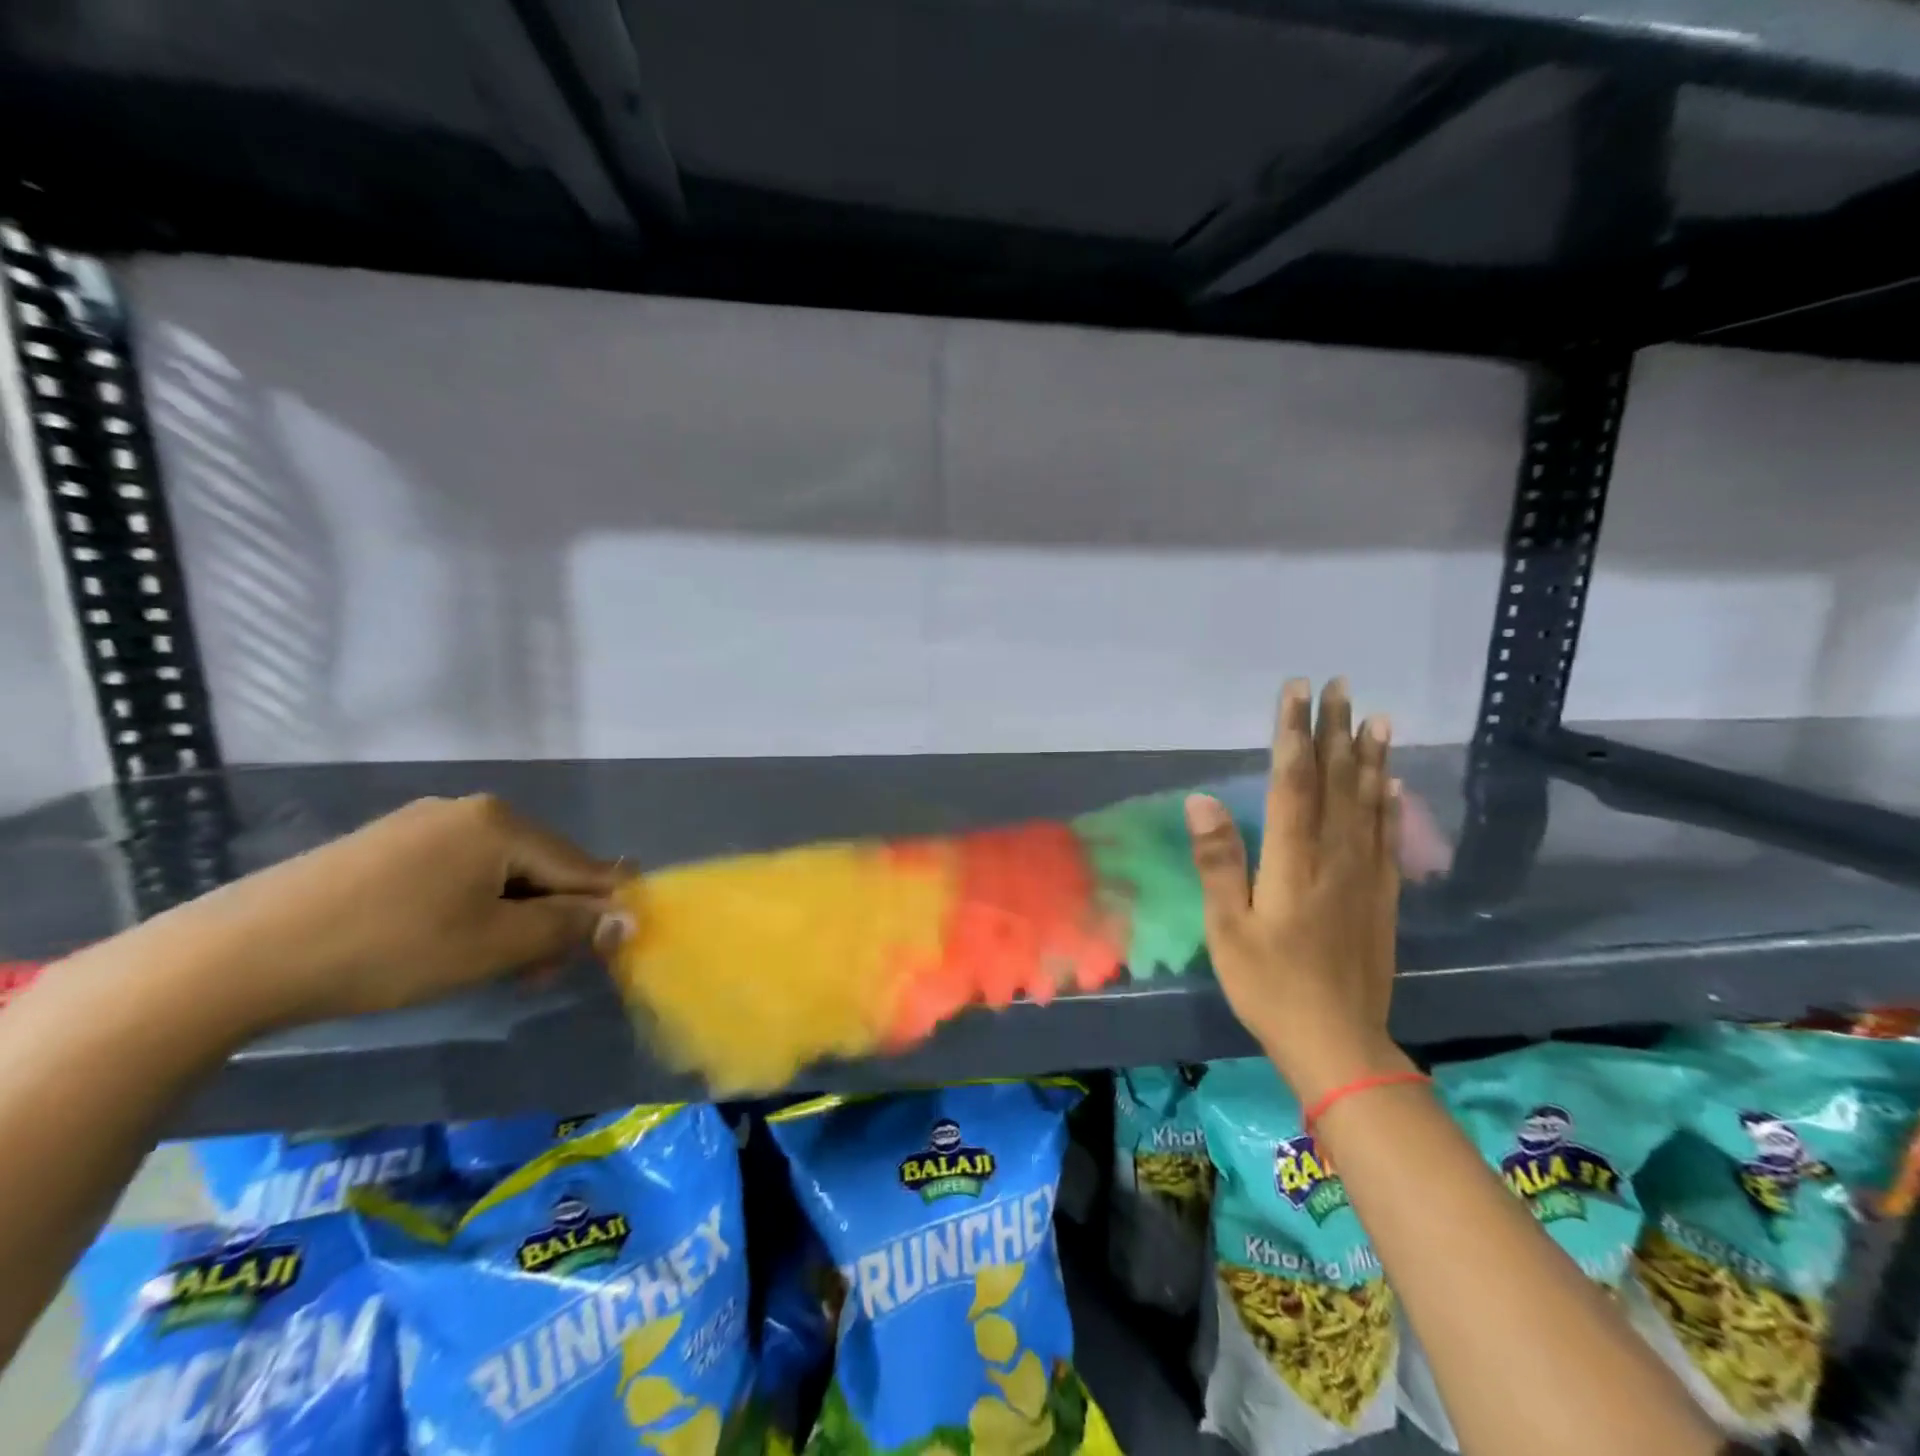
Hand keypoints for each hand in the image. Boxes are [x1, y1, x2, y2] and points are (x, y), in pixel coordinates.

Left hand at [170, 795, 630, 1027]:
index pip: (581, 866)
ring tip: (490, 967)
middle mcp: (469, 810)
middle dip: (548, 921)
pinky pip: (455, 872)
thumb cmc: (390, 948)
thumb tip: (630, 916)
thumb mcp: (494, 945)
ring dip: (511, 920)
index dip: (601, 911)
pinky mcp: (384, 845)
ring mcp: (421, 824)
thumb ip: (568, 927)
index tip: (606, 954)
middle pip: (539, 867)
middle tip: (533, 976)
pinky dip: (469, 908)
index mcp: (503, 822)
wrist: (238, 955)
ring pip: (497, 873)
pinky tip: (445, 943)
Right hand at [1185, 679, 1412, 1102]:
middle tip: (1340, 686)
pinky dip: (1391, 803)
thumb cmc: (1268, 984)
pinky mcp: (1382, 896)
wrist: (1337, 1041)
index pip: (1293, 782)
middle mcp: (1335, 856)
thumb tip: (1201, 799)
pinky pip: (1388, 837)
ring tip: (1376, 716)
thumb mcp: (1227, 927)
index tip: (1297, 691)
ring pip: (1369, 802)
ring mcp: (1365, 875)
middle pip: (1336, 781)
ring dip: (1369, 756)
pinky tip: (1393, 782)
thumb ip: (1218, 860)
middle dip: (1335, 730)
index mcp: (1293, 860)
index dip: (1294, 733)